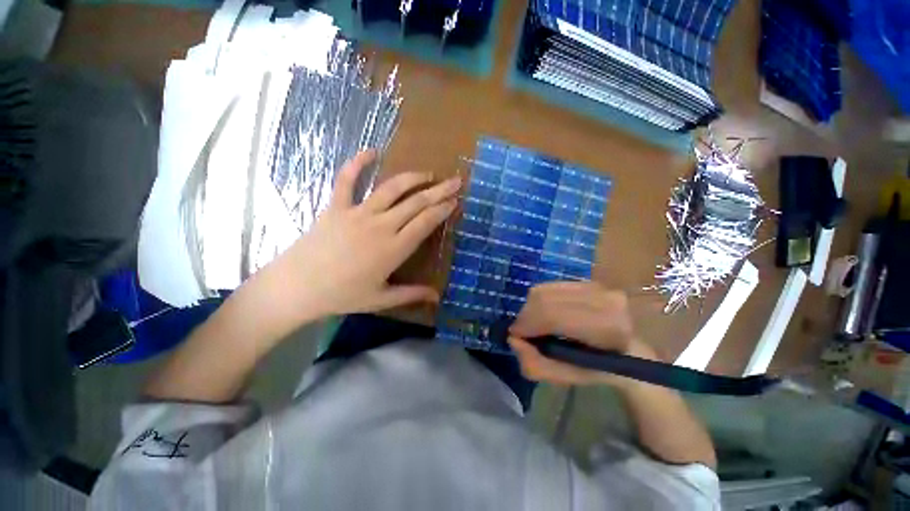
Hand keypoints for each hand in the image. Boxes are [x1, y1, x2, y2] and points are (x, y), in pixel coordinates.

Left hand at [261, 150, 459, 321]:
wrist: (296, 287)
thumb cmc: (342, 296)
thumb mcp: (381, 299)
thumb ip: (412, 294)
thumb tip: (438, 296)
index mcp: (394, 249)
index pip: (425, 222)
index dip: (442, 209)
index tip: (455, 200)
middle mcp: (381, 226)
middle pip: (416, 203)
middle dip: (439, 190)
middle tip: (455, 181)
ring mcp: (358, 213)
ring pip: (392, 189)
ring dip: (413, 178)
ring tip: (429, 173)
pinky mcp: (336, 207)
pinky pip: (347, 180)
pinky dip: (358, 163)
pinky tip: (372, 151)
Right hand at [507, 282, 654, 387]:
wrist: (627, 352)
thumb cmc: (597, 368)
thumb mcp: (565, 377)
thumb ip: (536, 365)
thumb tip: (513, 340)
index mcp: (606, 329)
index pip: (553, 316)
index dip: (528, 323)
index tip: (515, 334)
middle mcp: (605, 300)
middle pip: (546, 298)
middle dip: (526, 315)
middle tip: (522, 330)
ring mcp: (598, 287)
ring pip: (546, 290)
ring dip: (532, 307)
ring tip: (533, 322)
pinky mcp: (589, 281)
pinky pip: (552, 286)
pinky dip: (540, 299)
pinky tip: (544, 312)